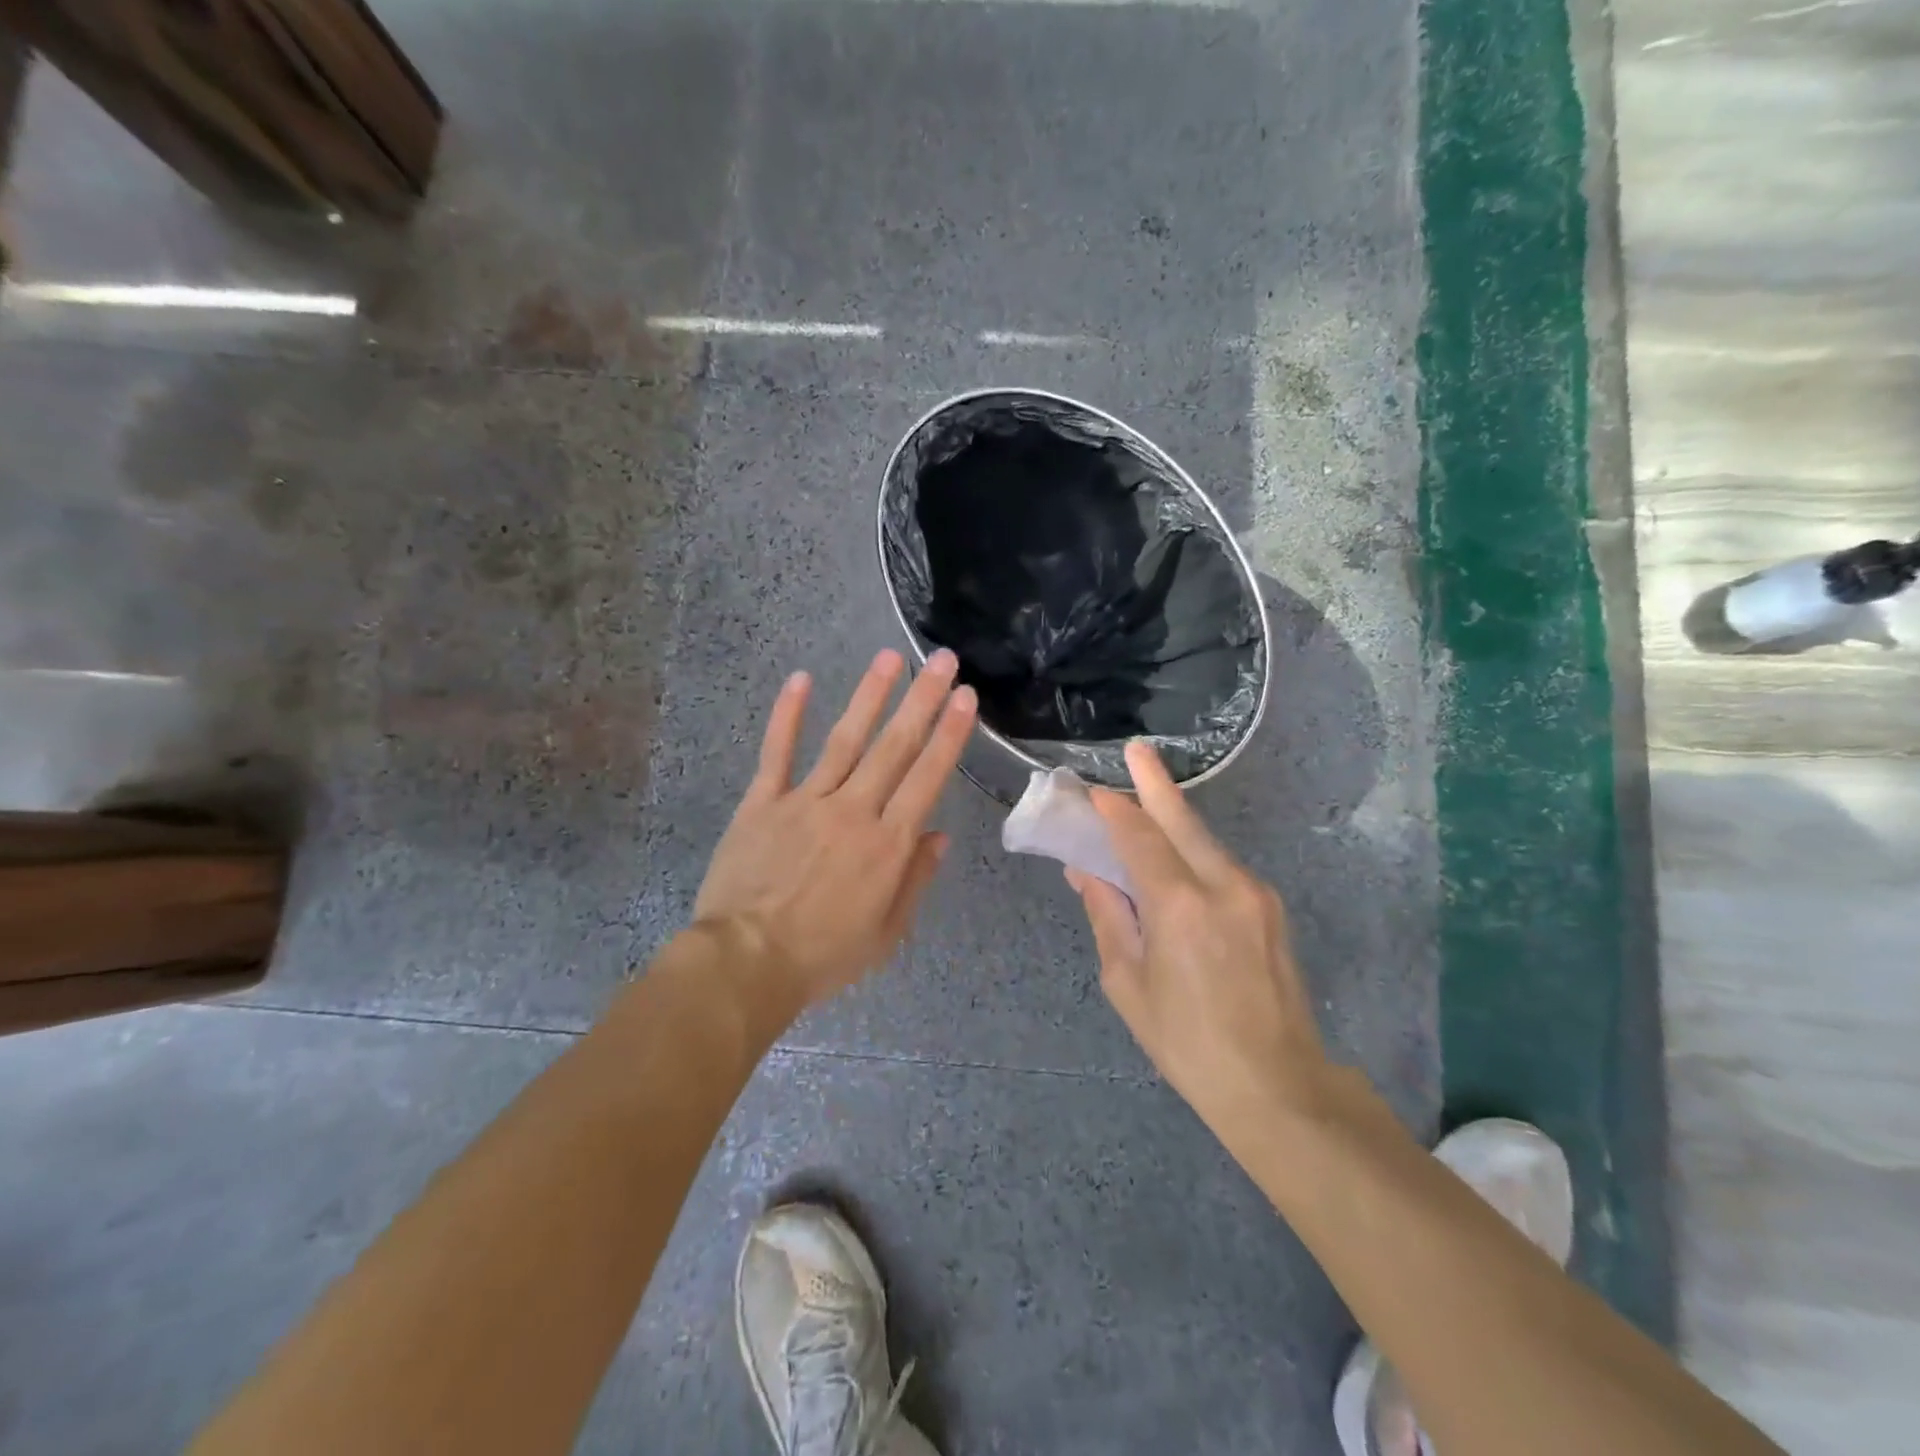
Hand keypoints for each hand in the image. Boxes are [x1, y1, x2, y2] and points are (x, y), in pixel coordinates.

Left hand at [693, 648, 976, 1013]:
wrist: (746, 962)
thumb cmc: (822, 956)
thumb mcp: (886, 934)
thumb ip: (914, 880)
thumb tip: (939, 836)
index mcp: (887, 844)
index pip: (926, 778)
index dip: (949, 735)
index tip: (965, 697)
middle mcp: (852, 811)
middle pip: (893, 747)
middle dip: (922, 700)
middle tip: (943, 660)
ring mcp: (805, 801)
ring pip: (844, 740)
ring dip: (869, 695)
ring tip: (889, 657)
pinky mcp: (762, 803)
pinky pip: (777, 753)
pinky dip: (788, 715)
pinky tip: (801, 679)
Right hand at [1066, 740, 1331, 1144]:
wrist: (1279, 1086)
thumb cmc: (1188, 1043)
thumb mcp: (1129, 984)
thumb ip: (1109, 917)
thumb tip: (1087, 872)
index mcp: (1179, 906)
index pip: (1138, 838)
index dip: (1114, 810)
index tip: (1093, 791)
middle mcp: (1223, 885)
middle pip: (1182, 820)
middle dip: (1156, 783)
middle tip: (1137, 750)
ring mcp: (1255, 894)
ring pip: (1206, 841)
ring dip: (1175, 819)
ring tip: (1148, 801)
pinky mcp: (1271, 908)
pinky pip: (1222, 866)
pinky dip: (1194, 853)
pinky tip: (1178, 859)